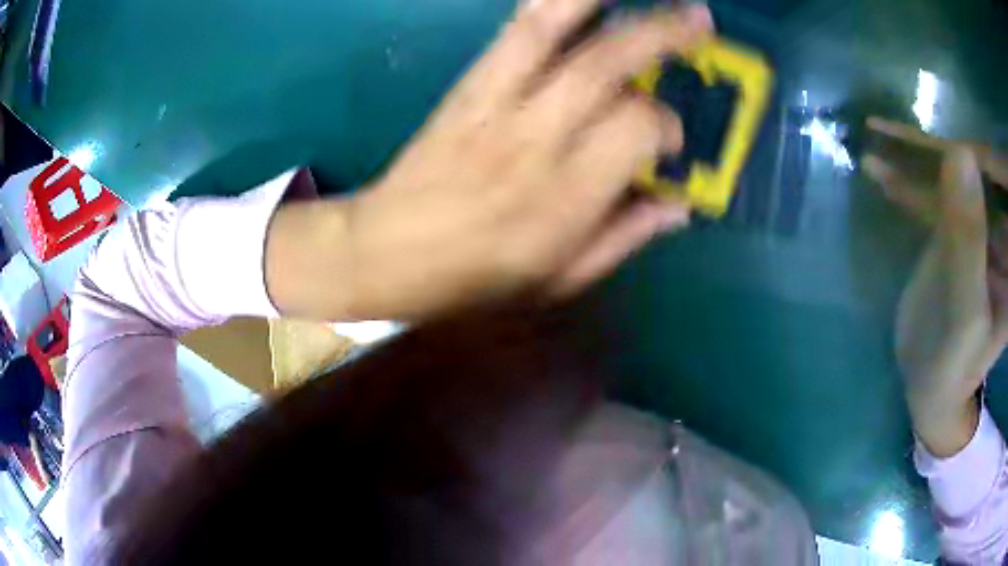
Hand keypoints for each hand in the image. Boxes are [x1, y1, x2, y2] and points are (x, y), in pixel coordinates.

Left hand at [267, 1, 712, 320]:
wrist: (387, 253)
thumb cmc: (477, 277)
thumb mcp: (561, 279)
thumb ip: (625, 237)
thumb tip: (679, 206)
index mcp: (567, 196)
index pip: (637, 129)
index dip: (666, 125)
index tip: (669, 139)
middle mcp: (535, 137)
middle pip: (605, 66)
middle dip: (660, 34)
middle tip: (700, 19)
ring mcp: (495, 104)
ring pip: (550, 33)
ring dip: (596, 3)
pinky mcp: (467, 88)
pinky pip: (511, 34)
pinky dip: (545, 6)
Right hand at [863, 118, 1007, 456]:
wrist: (931, 382)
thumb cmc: (954, 363)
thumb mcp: (966, 308)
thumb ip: (968, 238)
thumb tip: (959, 152)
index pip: (1000, 178)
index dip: (978, 148)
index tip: (944, 128)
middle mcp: (1000, 226)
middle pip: (977, 166)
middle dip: (943, 140)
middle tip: (905, 125)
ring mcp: (978, 223)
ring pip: (953, 172)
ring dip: (918, 155)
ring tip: (882, 135)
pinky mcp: (955, 226)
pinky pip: (934, 192)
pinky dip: (907, 179)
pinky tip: (879, 168)